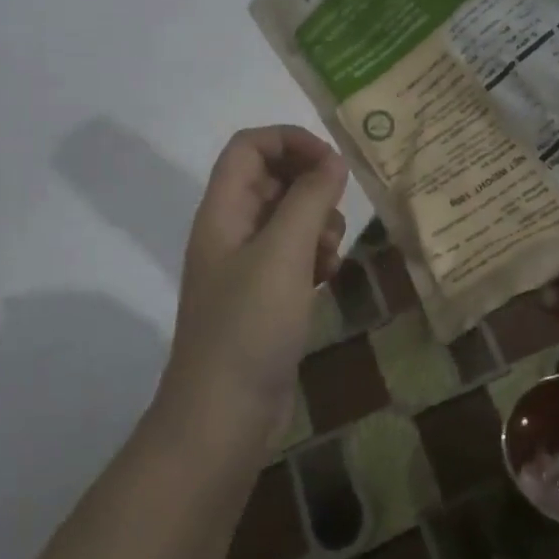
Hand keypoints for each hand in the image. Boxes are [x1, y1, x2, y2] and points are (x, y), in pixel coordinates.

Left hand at [159, 126, 349, 443]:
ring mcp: (247, 267)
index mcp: (222, 212)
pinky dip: (315, 256)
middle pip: (271, 180)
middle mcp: (231, 232)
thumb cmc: (249, 326)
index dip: (290, 141)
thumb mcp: (283, 254)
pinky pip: (294, 256)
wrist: (224, 416)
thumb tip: (333, 161)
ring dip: (317, 224)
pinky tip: (329, 277)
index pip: (249, 147)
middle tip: (336, 212)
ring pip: (288, 219)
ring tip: (331, 253)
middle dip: (311, 187)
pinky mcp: (265, 298)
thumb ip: (309, 200)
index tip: (332, 164)